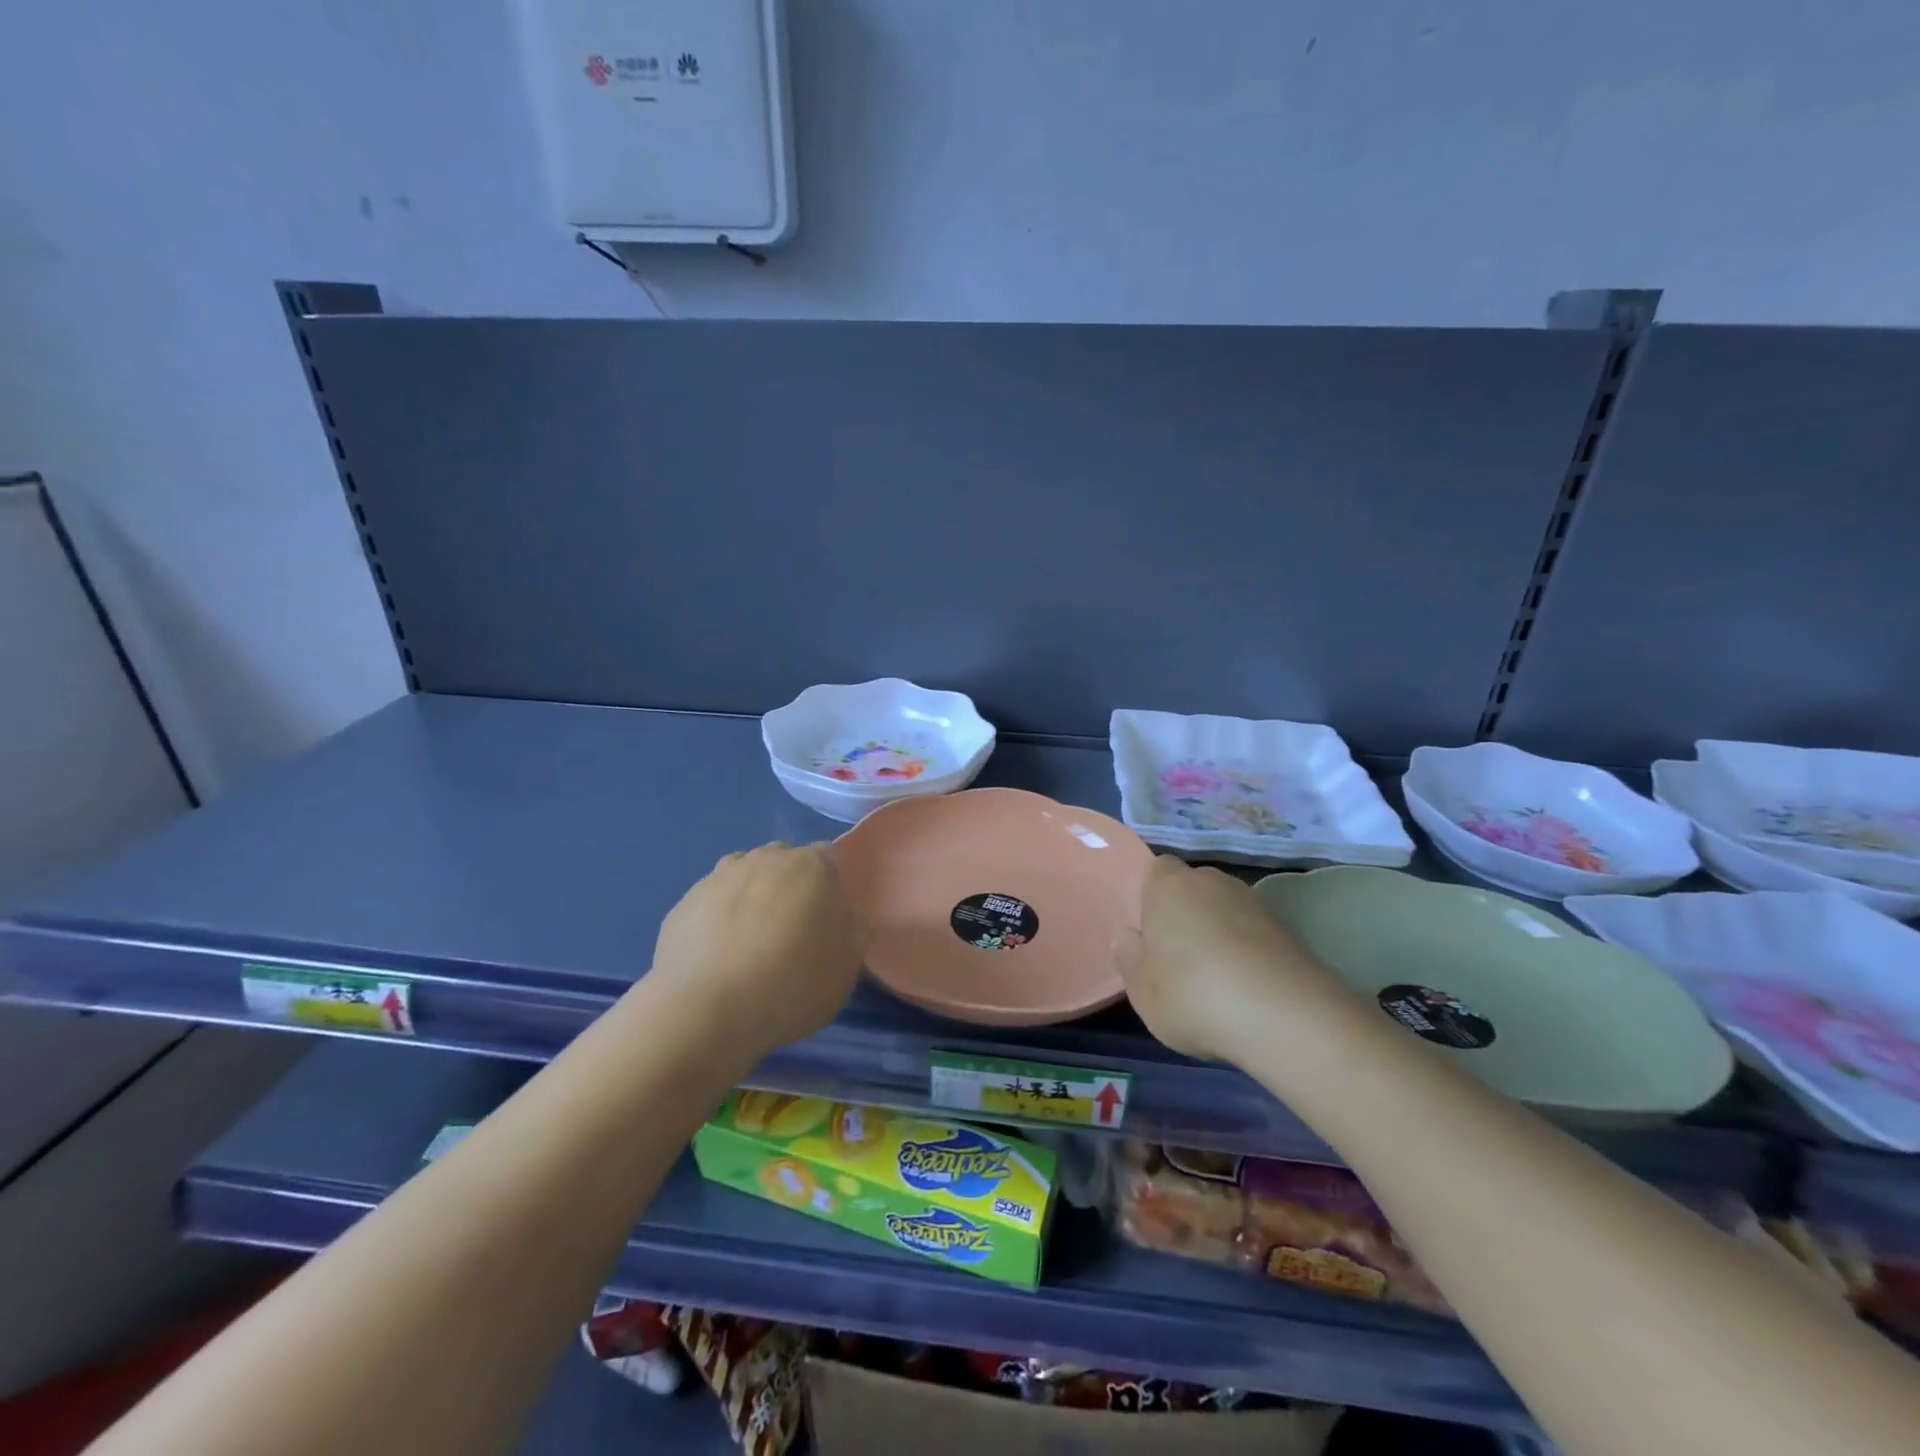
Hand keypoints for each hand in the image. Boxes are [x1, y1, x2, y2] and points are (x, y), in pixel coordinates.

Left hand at [647, 843, 867, 1059]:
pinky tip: (719, 957)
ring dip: (753, 899)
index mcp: (812, 866)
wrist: (706, 1009)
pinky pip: (713, 903)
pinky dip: (720, 920)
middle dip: (791, 888)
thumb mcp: (847, 965)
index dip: (831, 887)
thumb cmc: (792, 984)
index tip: (828, 921)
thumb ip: (854, 928)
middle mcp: (766, 858)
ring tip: (751, 945)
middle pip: (785, 863)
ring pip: (746, 877)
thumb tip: (844, 914)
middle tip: (792, 933)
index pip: (830, 857)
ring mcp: (720, 876)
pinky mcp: (685, 902)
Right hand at [1112, 856, 1353, 1063]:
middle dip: (1186, 914)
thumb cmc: (1193, 994)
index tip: (1149, 931)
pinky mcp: (1289, 931)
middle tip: (1177, 957)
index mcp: (1169, 885)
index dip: (1151, 896)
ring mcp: (1255, 903)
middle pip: (1192, 889)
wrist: (1286, 1017)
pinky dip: (1248, 953)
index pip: (1157, 870)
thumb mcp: (1141, 988)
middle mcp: (1212, 882)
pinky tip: (1246, 989)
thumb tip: (1130, 937)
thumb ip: (1129, 957)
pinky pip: (1254, 935)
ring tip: (1215, 979)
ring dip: (1219, 934)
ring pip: (1225, 911)